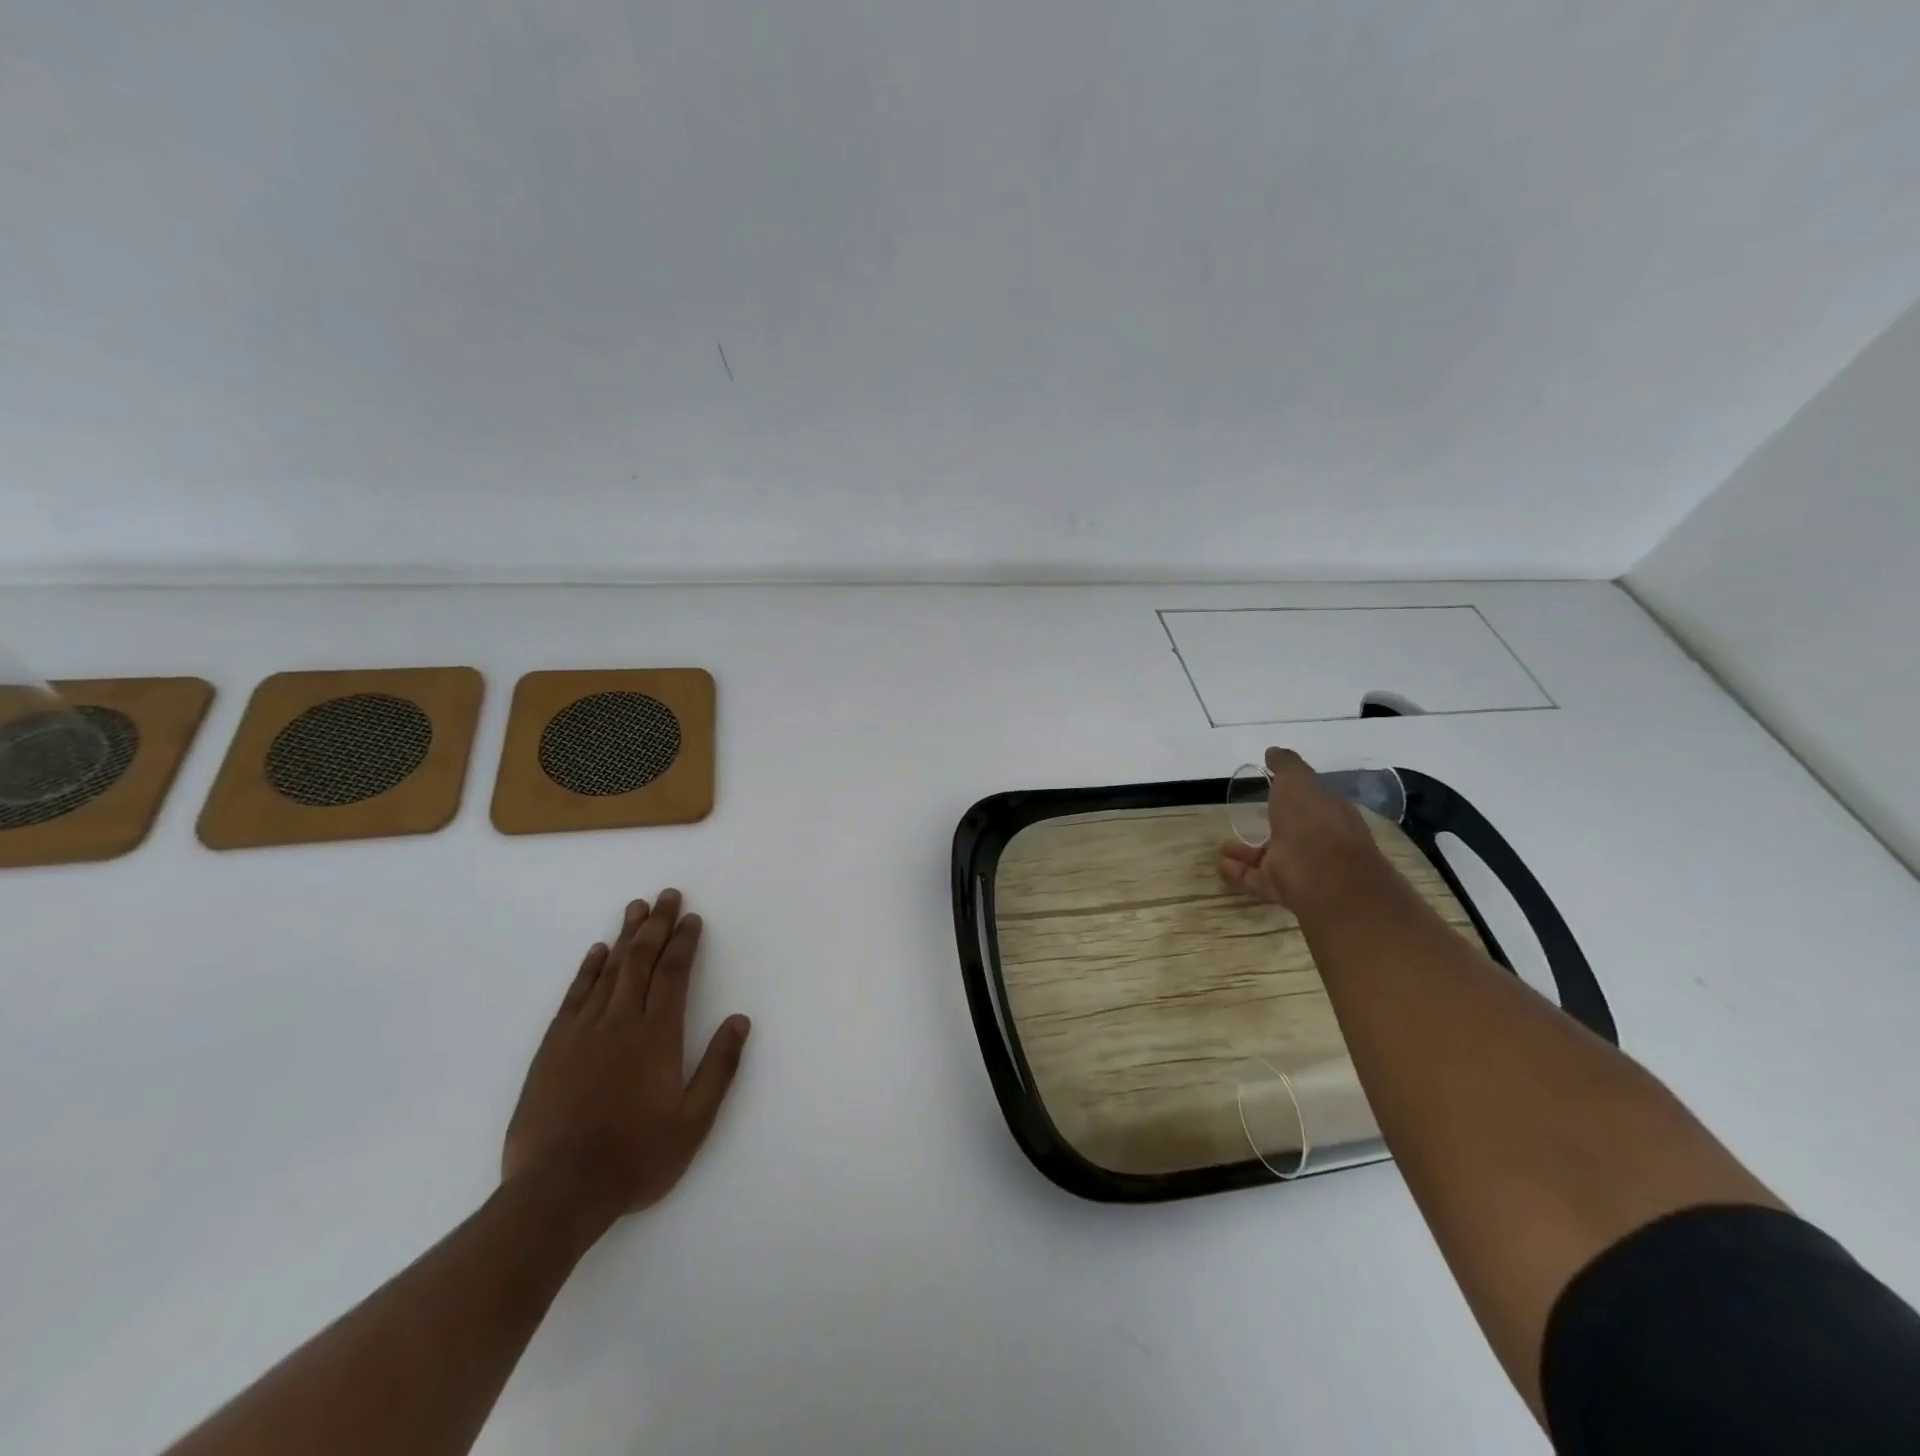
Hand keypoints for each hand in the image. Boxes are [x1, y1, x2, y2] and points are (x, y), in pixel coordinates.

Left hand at [502, 889, 749, 1231]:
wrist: (557, 1193)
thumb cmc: (635, 1158)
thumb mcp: (693, 1122)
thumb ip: (719, 1068)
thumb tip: (740, 1020)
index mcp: (657, 1036)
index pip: (674, 974)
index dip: (684, 943)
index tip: (692, 918)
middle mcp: (620, 1022)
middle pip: (640, 960)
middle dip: (656, 925)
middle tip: (667, 896)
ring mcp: (582, 1032)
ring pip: (608, 971)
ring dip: (625, 937)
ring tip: (636, 908)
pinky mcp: (552, 1048)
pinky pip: (574, 996)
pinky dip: (587, 970)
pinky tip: (596, 953)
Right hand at [1216, 748, 1385, 910]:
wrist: (1323, 875)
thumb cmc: (1312, 820)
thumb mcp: (1298, 780)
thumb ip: (1285, 765)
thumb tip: (1273, 751)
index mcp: (1328, 813)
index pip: (1311, 802)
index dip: (1292, 795)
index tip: (1270, 788)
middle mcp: (1318, 841)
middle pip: (1289, 832)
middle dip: (1267, 825)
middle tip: (1243, 819)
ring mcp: (1301, 869)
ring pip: (1270, 858)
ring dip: (1246, 853)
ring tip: (1222, 847)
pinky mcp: (1284, 890)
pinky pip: (1256, 880)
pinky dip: (1237, 874)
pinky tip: (1220, 865)